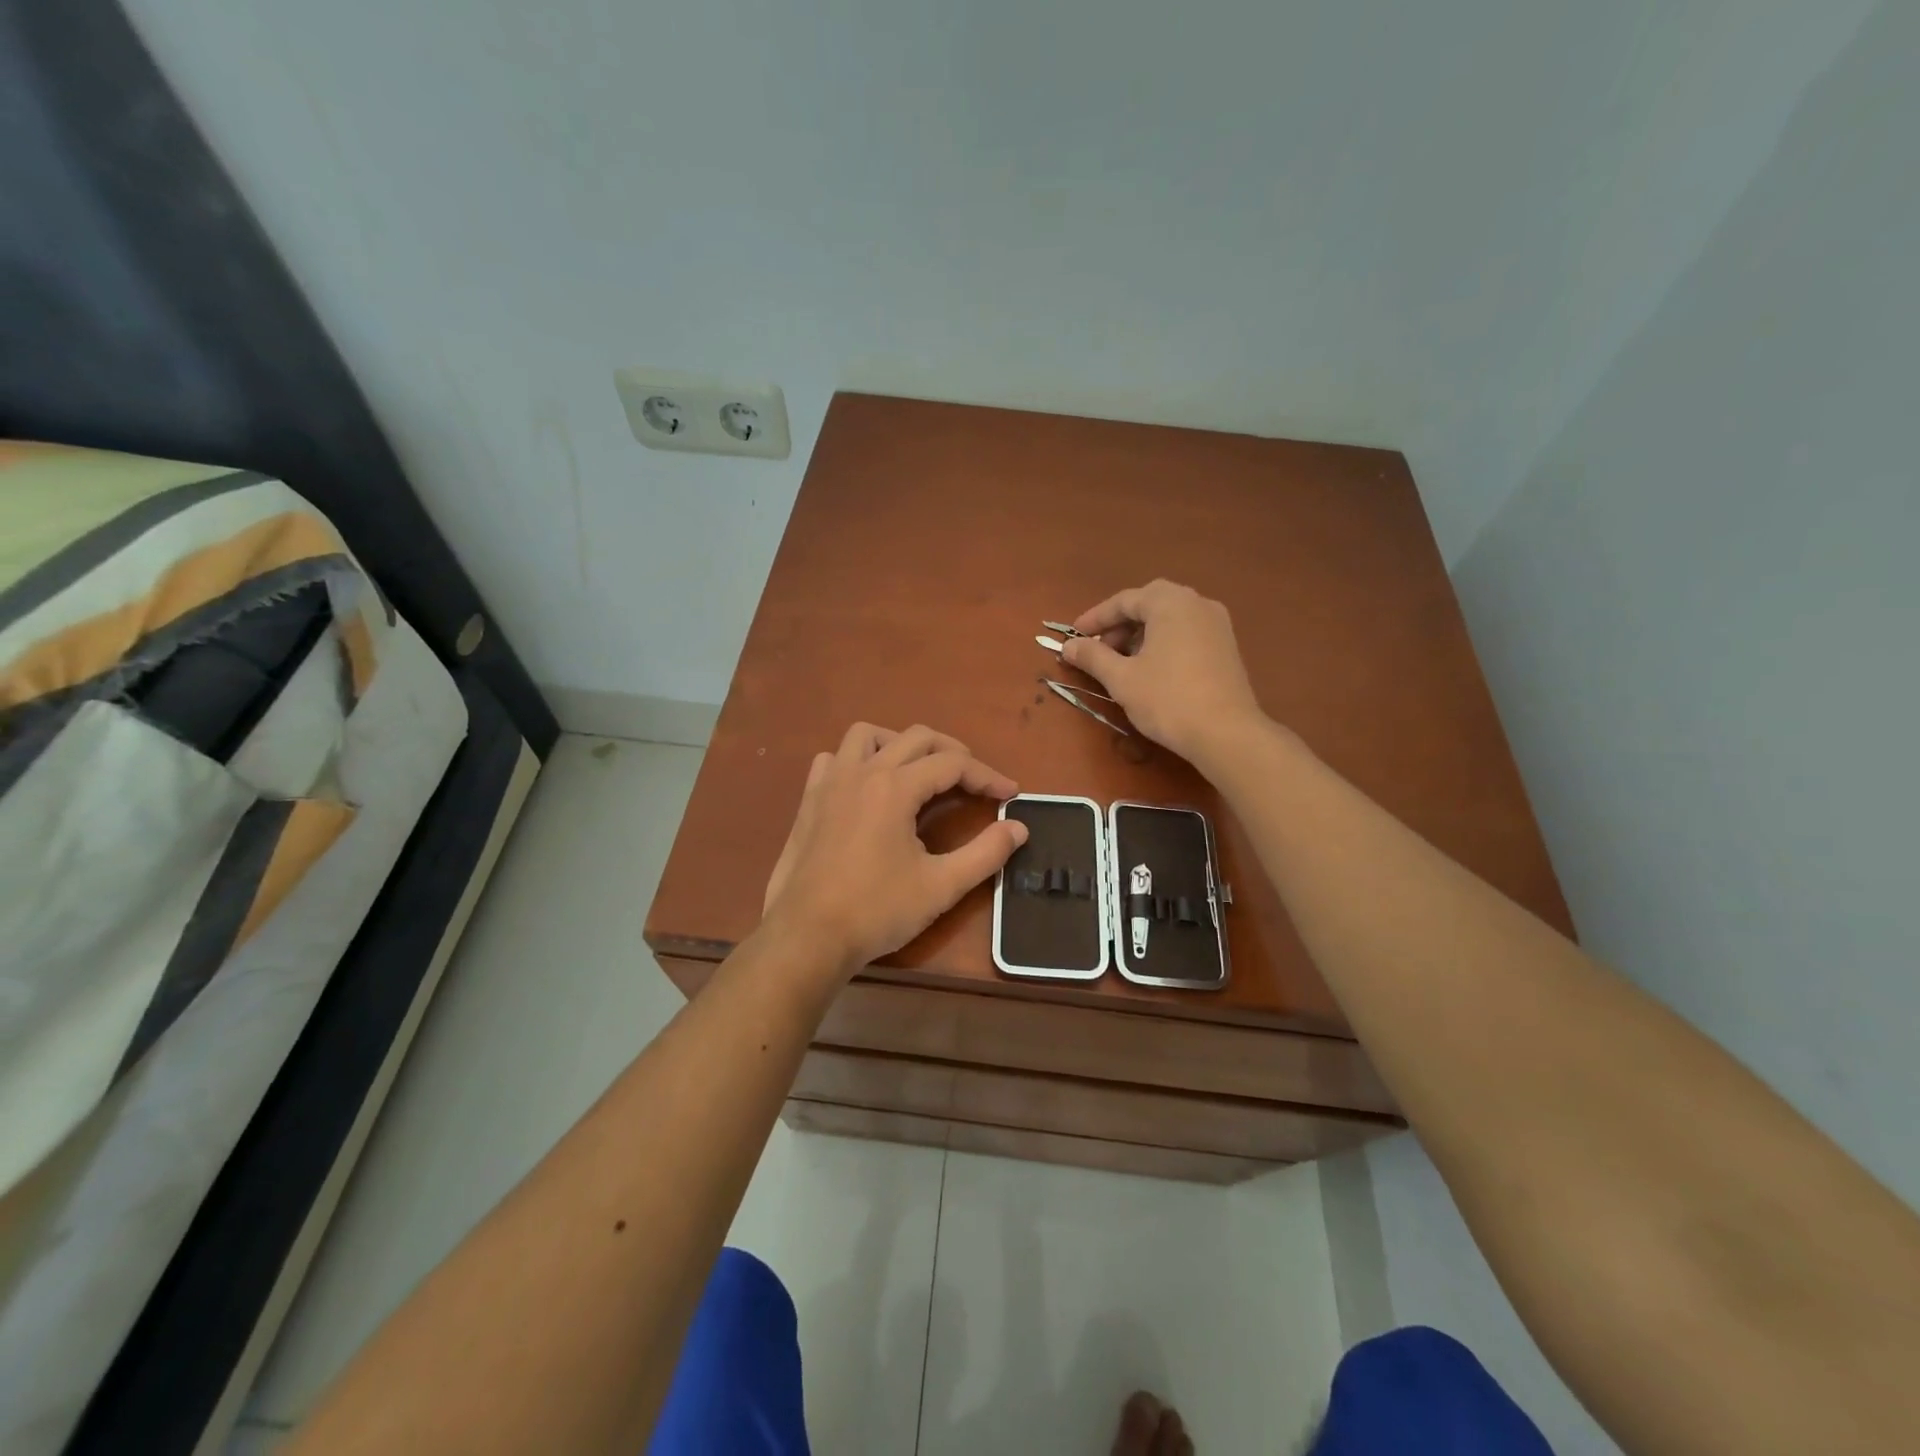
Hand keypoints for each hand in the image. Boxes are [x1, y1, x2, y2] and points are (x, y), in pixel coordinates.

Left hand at [762, 723, 1028, 976]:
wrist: (806, 937)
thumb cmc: (876, 911)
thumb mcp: (941, 885)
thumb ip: (986, 853)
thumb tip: (1019, 828)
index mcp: (895, 787)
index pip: (953, 764)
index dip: (987, 775)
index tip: (1010, 794)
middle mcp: (862, 772)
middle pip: (916, 738)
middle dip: (953, 752)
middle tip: (975, 781)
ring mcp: (829, 783)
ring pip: (868, 735)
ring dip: (900, 744)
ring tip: (919, 772)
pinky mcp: (809, 800)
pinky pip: (833, 759)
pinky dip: (857, 760)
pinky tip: (867, 787)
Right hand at [1063, 580, 1265, 764]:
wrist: (1226, 733)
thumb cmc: (1167, 699)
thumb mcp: (1121, 678)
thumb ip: (1092, 656)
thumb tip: (1068, 646)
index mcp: (1170, 602)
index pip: (1124, 601)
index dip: (1095, 619)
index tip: (1073, 637)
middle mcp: (1197, 603)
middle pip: (1149, 604)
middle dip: (1119, 624)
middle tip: (1099, 649)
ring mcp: (1217, 623)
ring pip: (1169, 618)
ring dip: (1141, 634)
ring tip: (1121, 662)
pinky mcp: (1227, 646)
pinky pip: (1186, 632)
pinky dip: (1163, 642)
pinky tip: (1151, 669)